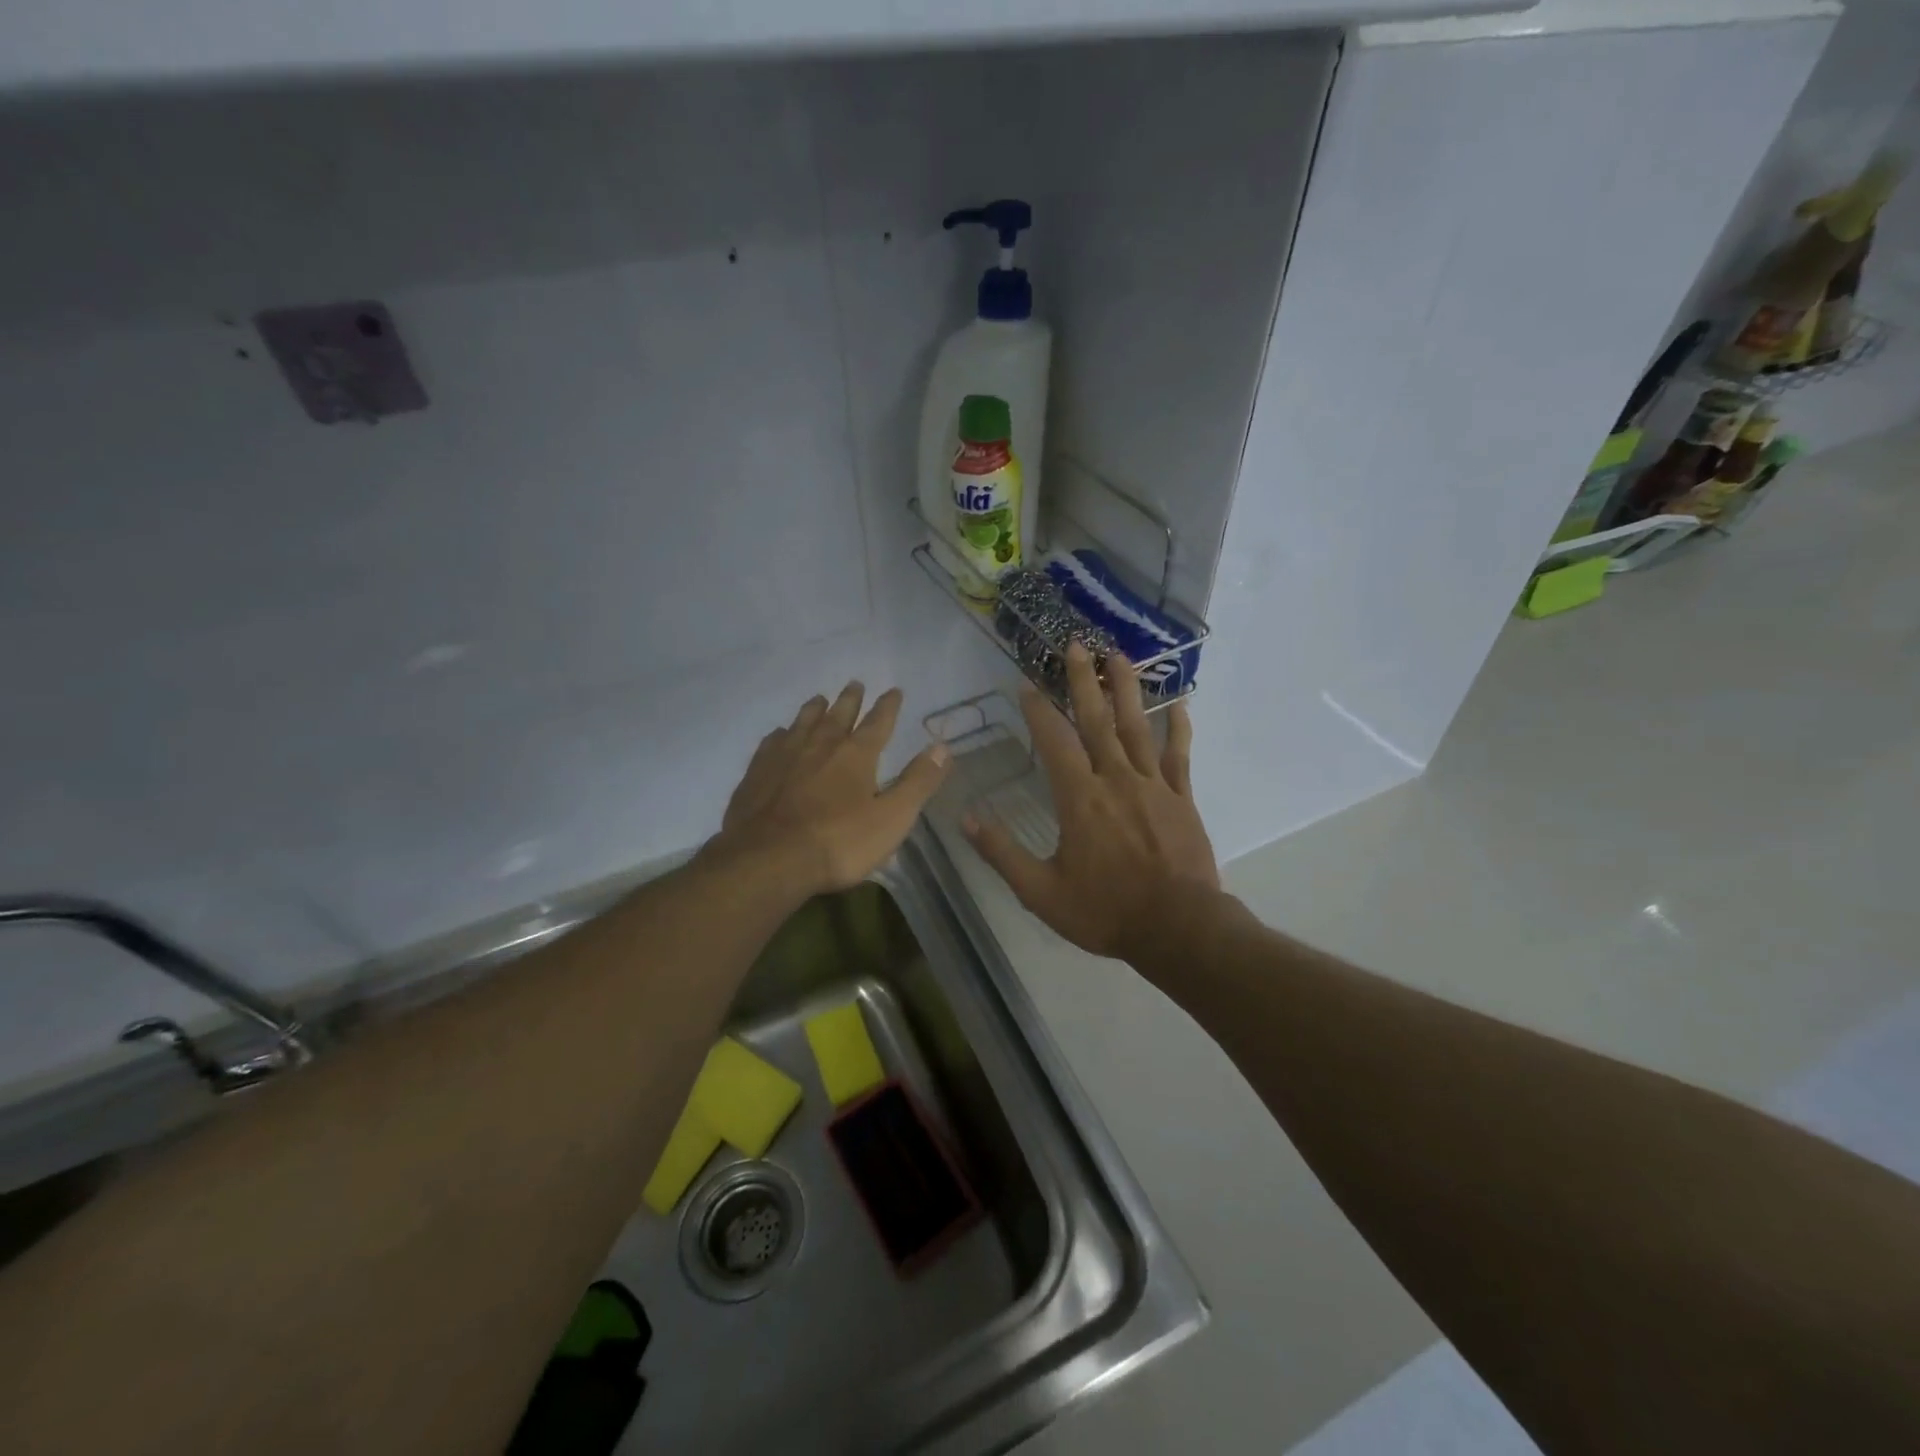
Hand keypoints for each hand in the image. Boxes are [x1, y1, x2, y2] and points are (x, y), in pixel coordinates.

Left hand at [712, 682, 950, 895]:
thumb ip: (918, 782)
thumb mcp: (892, 817)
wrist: (769, 859)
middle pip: (838, 714)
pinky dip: (781, 734)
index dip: (889, 706)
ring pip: (803, 722)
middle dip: (850, 699)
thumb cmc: (839, 842)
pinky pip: (772, 742)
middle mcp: (820, 745)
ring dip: (815, 709)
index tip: (894, 690)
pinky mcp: (757, 772)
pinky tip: (780, 735)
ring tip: (819, 699)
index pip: (878, 722)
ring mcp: (785, 756)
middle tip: (855, 684)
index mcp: (856, 754)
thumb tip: (943, 747)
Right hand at [964, 645, 1218, 960]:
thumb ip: (1002, 852)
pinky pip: (1179, 756)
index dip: (1038, 711)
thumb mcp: (1041, 891)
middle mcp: (1115, 779)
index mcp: (1079, 798)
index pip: (1053, 742)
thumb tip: (965, 818)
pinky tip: (1180, 705)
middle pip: (1096, 721)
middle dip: (1084, 681)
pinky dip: (1178, 729)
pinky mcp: (1182, 798)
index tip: (1026, 684)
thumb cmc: (1105, 911)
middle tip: (1076, 645)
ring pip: (1138, 727)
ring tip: (1119, 656)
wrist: (1178, 927)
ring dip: (1127, 689)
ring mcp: (1153, 785)